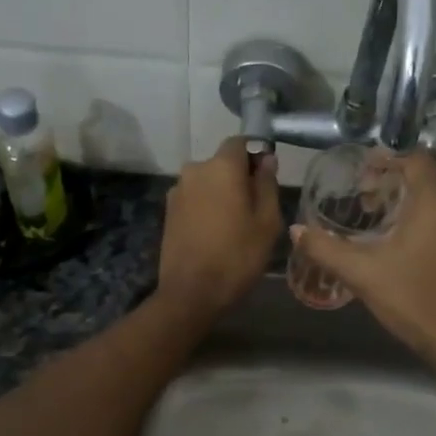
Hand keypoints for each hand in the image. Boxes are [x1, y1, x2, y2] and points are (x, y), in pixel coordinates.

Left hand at [157, 137, 282, 321]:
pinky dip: (207, 207)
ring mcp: (177, 191)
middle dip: (239, 177)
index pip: (240, 142)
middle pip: (222, 163)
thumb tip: (266, 159)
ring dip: (222, 193)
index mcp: (221, 167)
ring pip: (208, 182)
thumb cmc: (237, 256)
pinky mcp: (168, 212)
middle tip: (256, 207)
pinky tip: (216, 233)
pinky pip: (195, 199)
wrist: (191, 293)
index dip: (256, 154)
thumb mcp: (267, 221)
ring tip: (236, 224)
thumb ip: (267, 184)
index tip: (267, 177)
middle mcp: (194, 170)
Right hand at [290, 150, 435, 362]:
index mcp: (434, 202)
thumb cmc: (412, 296)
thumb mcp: (362, 272)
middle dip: (391, 182)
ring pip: (433, 200)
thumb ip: (326, 248)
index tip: (361, 171)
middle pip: (423, 178)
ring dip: (404, 202)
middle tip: (361, 197)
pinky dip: (418, 219)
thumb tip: (296, 230)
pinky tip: (394, 242)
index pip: (415, 159)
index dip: (388, 159)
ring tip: (372, 219)